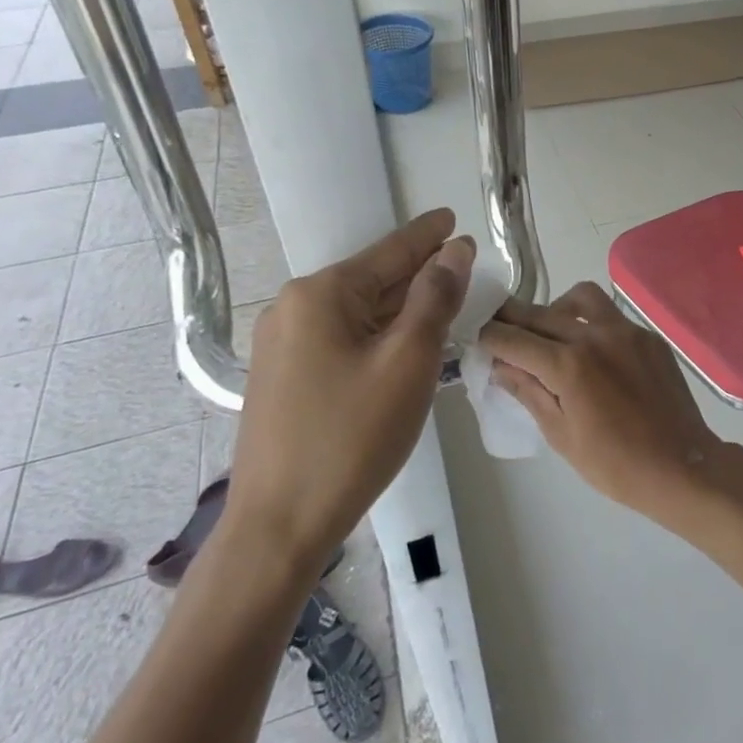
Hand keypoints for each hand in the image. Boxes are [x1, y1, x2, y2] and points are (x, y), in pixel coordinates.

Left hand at [225, 209, 473, 579]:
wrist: (281, 524)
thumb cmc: (353, 437)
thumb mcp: (408, 361)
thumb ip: (434, 299)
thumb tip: (454, 252)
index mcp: (321, 295)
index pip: (389, 253)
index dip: (427, 236)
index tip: (452, 218)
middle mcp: (294, 308)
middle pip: (372, 280)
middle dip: (419, 273)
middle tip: (461, 264)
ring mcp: (283, 344)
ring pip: (358, 312)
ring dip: (401, 307)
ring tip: (443, 298)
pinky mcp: (285, 376)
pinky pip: (342, 338)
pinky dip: (379, 334)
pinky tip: (404, 341)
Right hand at [479, 282, 735, 523]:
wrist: (682, 466)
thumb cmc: (616, 465)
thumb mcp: (561, 435)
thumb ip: (529, 392)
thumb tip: (501, 367)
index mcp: (569, 364)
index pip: (514, 338)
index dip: (489, 336)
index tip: (477, 335)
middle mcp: (596, 335)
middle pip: (541, 313)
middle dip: (513, 318)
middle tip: (499, 327)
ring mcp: (627, 331)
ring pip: (581, 297)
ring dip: (556, 308)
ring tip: (551, 333)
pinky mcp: (648, 336)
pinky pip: (611, 315)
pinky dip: (591, 322)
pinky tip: (591, 350)